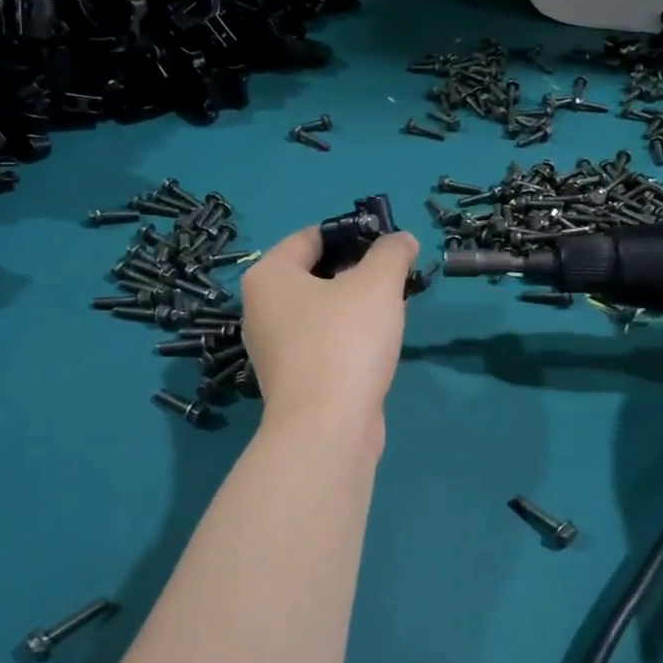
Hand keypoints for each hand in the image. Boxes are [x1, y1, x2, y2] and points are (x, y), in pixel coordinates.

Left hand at [239, 225, 420, 442]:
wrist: (327, 429)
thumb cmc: (345, 342)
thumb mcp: (377, 284)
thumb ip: (392, 252)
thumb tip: (401, 240)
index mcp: (269, 276)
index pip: (311, 237)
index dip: (352, 233)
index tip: (388, 242)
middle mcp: (261, 309)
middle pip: (315, 274)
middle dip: (357, 271)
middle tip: (396, 275)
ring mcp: (274, 349)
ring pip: (321, 311)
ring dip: (355, 306)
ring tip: (394, 307)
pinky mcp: (292, 380)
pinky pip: (323, 343)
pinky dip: (348, 337)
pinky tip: (378, 344)